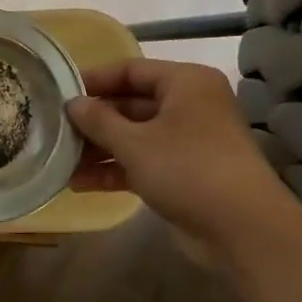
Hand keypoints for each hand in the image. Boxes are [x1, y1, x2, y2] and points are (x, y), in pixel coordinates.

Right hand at [66, 58, 287, 240]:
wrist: (244, 230)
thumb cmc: (188, 169)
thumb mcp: (135, 142)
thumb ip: (99, 120)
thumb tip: (73, 104)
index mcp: (185, 83)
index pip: (131, 70)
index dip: (94, 80)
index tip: (60, 92)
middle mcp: (189, 106)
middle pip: (131, 104)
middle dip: (94, 120)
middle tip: (56, 129)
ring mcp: (188, 141)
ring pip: (135, 136)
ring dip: (100, 149)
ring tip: (61, 160)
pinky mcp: (184, 173)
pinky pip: (143, 162)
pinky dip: (116, 169)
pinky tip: (81, 183)